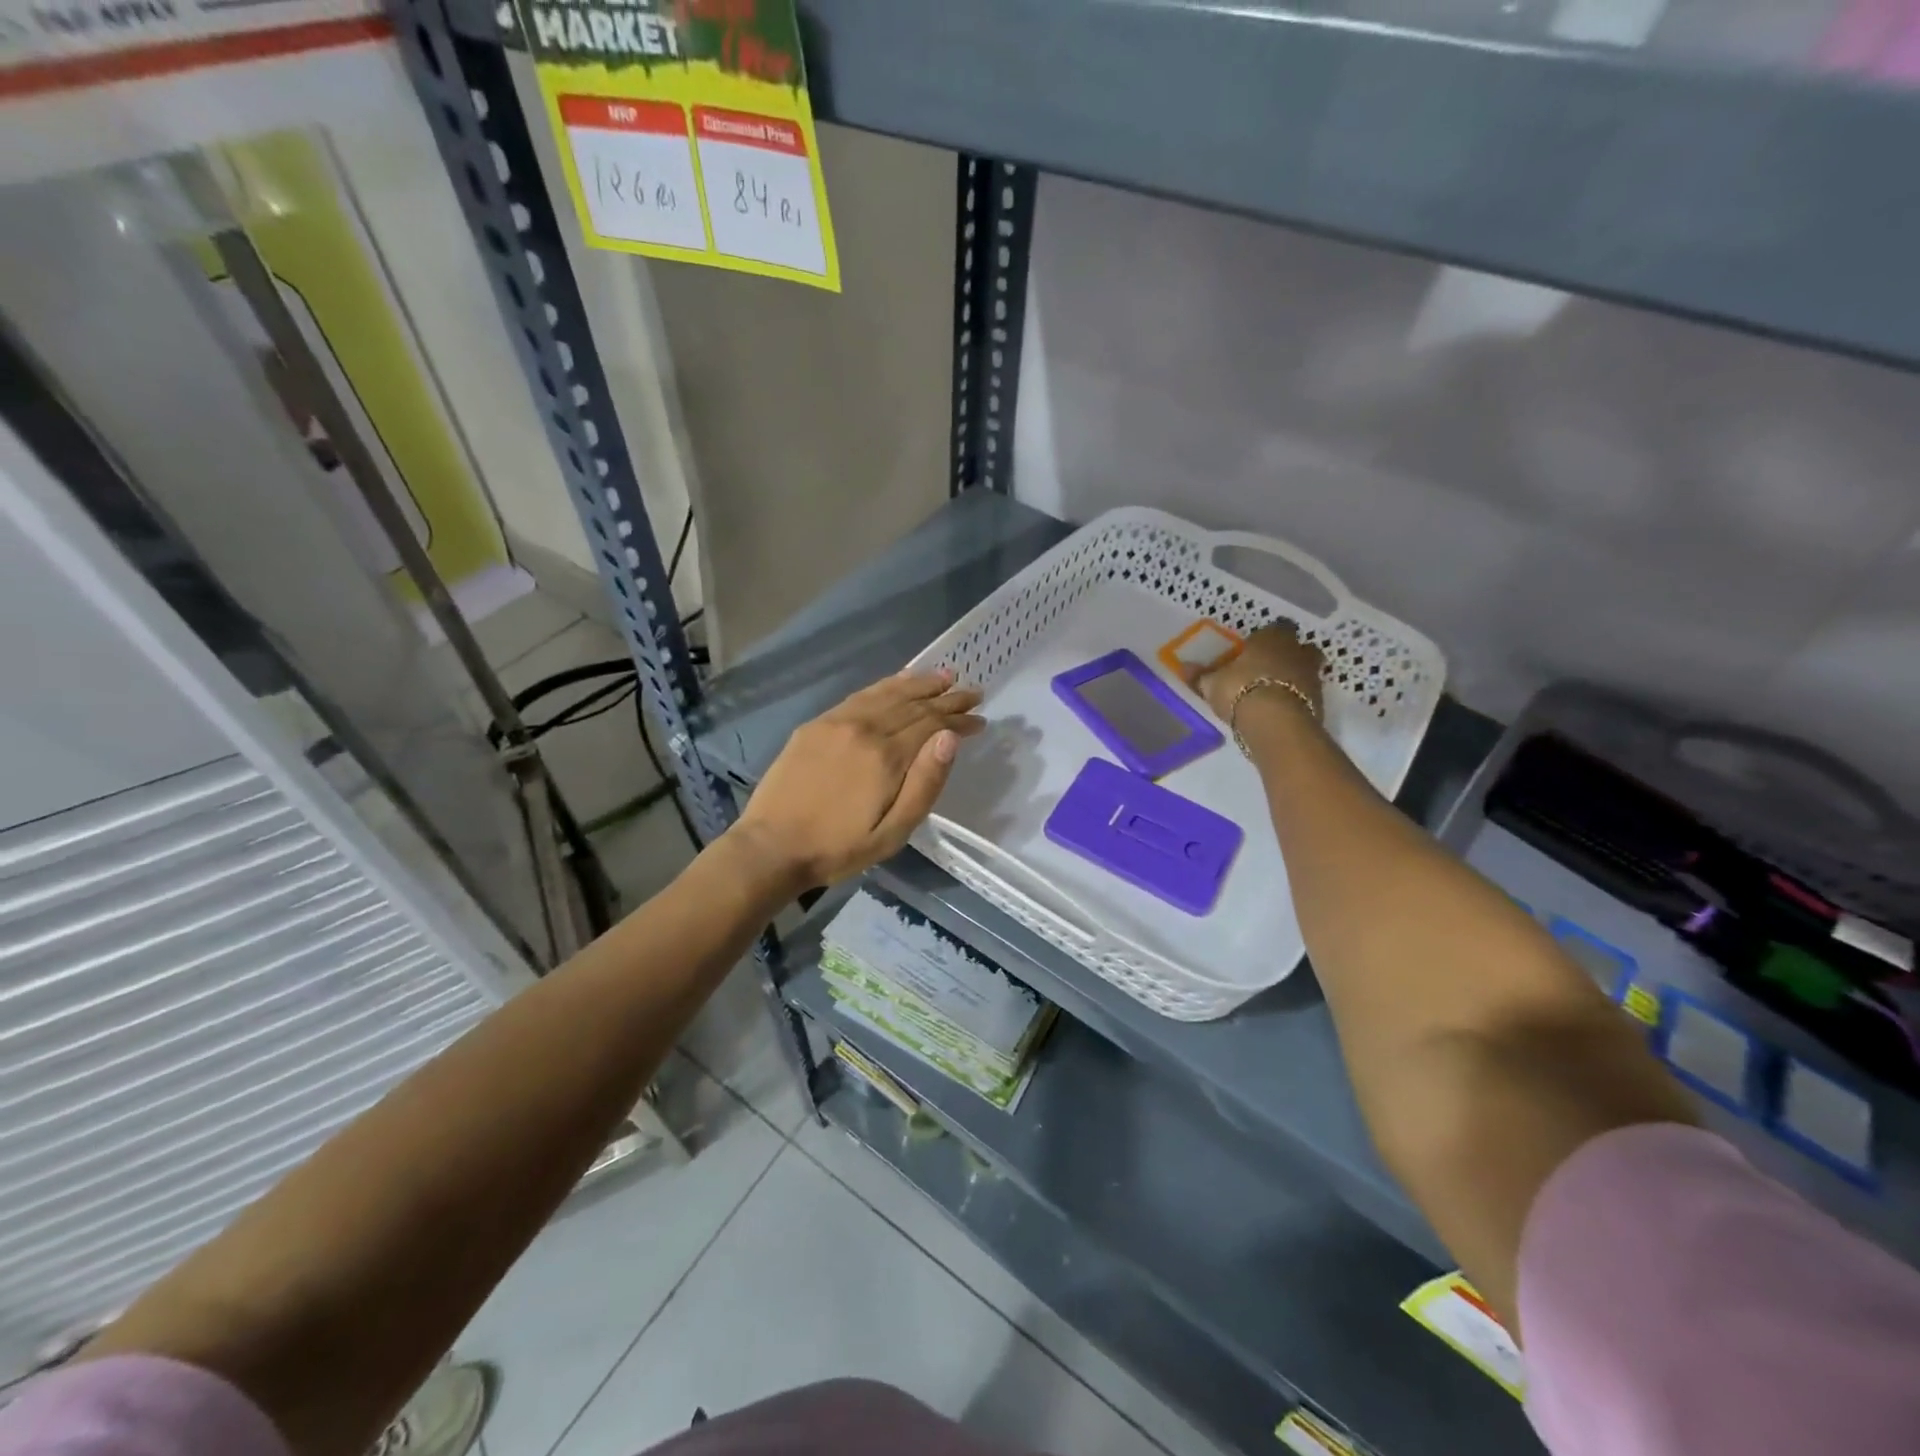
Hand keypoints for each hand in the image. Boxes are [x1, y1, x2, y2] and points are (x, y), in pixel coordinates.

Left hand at [730, 669, 984, 889]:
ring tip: (944, 675)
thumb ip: (925, 784)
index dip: (959, 720)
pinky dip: (885, 685)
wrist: (771, 846)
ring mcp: (838, 722)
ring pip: (888, 693)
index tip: (980, 718)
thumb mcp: (892, 832)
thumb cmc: (838, 848)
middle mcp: (865, 729)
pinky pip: (860, 695)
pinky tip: (898, 681)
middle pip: (914, 705)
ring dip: (919, 683)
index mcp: (886, 756)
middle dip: (947, 698)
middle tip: (973, 692)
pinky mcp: (818, 724)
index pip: (932, 725)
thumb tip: (950, 738)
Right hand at [1195, 621, 1324, 722]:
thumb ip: (1201, 675)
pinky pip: (1308, 695)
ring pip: (1307, 670)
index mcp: (1272, 638)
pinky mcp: (1320, 702)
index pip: (1277, 627)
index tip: (1257, 647)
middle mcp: (1297, 651)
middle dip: (1290, 654)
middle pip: (1300, 647)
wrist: (1275, 723)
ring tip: (1274, 692)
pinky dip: (1298, 700)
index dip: (1268, 636)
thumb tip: (1184, 667)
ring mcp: (1313, 676)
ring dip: (1295, 678)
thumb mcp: (1213, 684)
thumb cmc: (1240, 690)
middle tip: (1272, 667)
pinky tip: (1281, 710)